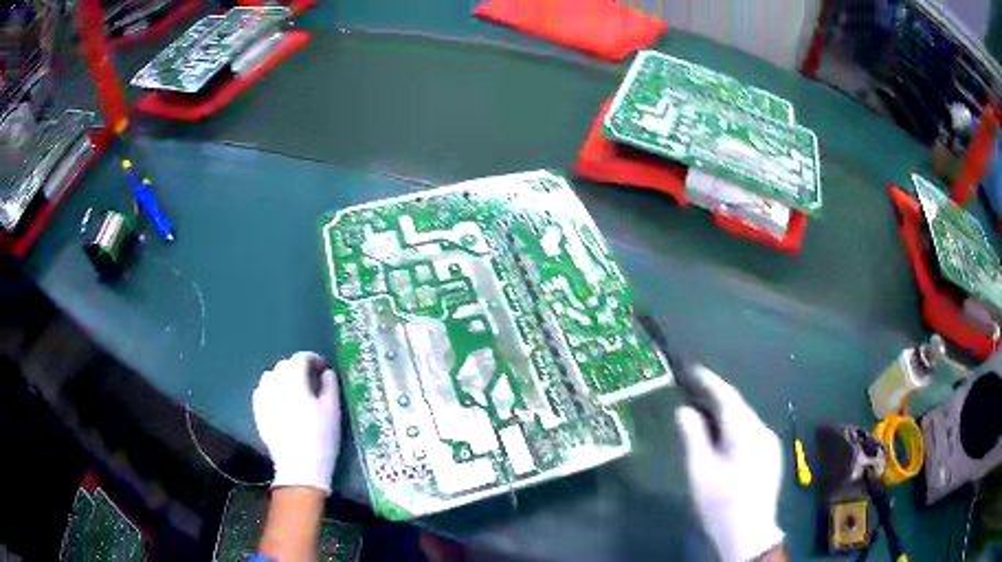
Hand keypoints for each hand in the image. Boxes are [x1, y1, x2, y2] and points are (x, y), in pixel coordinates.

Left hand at [253, 352, 340, 493]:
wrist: (300, 467)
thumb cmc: (321, 438)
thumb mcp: (333, 411)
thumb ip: (330, 386)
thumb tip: (327, 372)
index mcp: (294, 381)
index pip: (301, 358)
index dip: (313, 359)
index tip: (323, 368)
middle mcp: (275, 384)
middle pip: (284, 365)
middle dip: (298, 368)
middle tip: (311, 380)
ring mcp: (263, 397)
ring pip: (271, 376)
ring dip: (283, 377)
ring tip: (295, 391)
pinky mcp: (258, 411)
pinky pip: (262, 391)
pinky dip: (272, 390)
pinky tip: (281, 402)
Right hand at [675, 365, 783, 561]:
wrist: (749, 533)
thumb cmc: (720, 504)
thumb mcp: (700, 473)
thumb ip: (693, 438)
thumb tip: (685, 410)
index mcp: (746, 433)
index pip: (728, 397)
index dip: (709, 381)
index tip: (692, 370)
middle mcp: (763, 431)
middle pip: (738, 407)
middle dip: (716, 399)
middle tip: (692, 394)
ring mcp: (770, 443)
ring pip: (745, 420)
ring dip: (725, 415)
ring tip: (703, 417)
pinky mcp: (771, 455)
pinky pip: (751, 432)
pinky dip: (734, 428)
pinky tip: (722, 440)